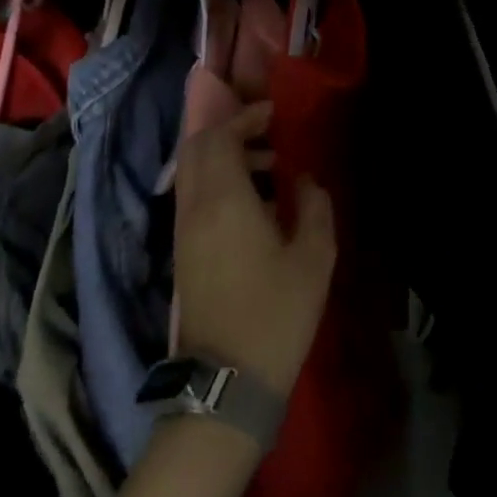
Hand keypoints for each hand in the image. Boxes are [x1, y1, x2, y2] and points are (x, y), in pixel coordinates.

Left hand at [174, 102, 335, 396]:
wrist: (227, 380)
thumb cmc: (276, 313)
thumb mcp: (313, 257)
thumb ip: (314, 206)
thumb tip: (306, 180)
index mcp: (223, 201)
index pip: (218, 137)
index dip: (245, 118)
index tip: (275, 116)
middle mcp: (194, 208)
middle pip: (196, 148)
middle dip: (230, 132)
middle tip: (269, 137)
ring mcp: (183, 231)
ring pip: (191, 172)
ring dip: (224, 158)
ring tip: (270, 171)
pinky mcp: (183, 251)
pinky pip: (193, 197)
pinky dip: (217, 182)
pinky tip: (254, 204)